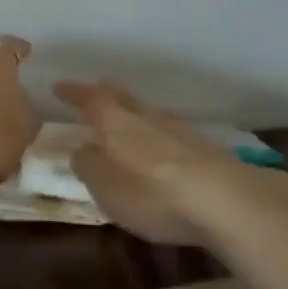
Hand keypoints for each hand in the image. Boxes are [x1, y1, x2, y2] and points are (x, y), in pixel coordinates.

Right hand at [53, 80, 287, 245]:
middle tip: (93, 93)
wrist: (228, 201)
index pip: (91, 98)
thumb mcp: (105, 186)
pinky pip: (171, 134)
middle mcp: (148, 118)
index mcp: (118, 123)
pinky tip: (160, 149)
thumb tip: (82, 148)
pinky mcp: (206, 151)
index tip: (59, 87)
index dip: (74, 92)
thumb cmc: (152, 193)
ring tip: (126, 122)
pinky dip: (157, 136)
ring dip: (134, 114)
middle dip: (106, 95)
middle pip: (124, 98)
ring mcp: (181, 132)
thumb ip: (88, 165)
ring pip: (150, 114)